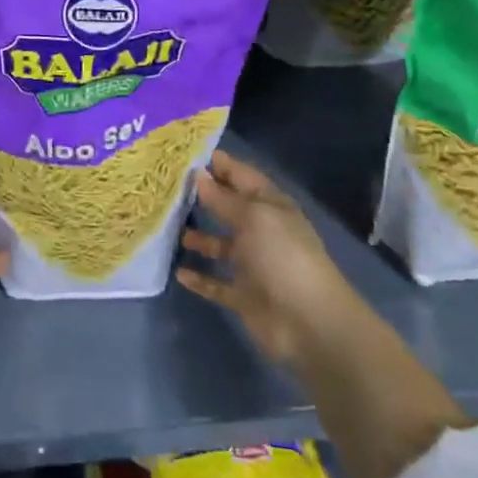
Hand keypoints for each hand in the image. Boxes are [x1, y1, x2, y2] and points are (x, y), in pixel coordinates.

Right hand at [176, 150, 357, 367]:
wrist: (309, 323)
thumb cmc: (283, 256)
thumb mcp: (254, 217)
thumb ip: (223, 198)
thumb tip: (198, 175)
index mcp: (271, 206)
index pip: (242, 176)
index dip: (219, 164)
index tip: (186, 155)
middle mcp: (262, 231)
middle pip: (229, 208)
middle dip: (204, 197)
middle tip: (168, 187)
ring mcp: (253, 265)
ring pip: (221, 245)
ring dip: (199, 237)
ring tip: (170, 228)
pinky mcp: (244, 296)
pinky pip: (216, 283)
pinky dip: (200, 278)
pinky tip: (179, 271)